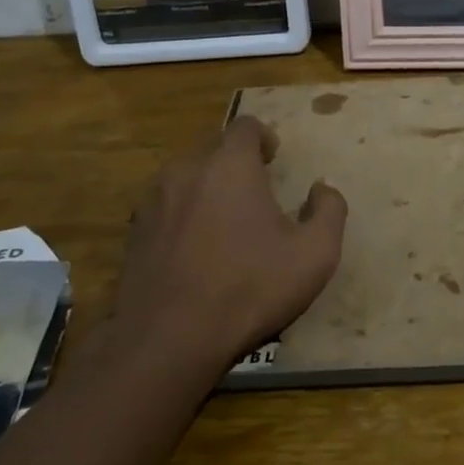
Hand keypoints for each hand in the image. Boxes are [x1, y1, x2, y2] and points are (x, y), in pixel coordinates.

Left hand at [107, 117, 346, 371]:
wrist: (167, 339)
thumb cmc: (249, 288)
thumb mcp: (315, 254)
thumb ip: (329, 210)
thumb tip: (322, 189)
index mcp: (230, 165)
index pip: (245, 126)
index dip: (264, 137)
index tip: (274, 159)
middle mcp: (187, 170)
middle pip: (213, 147)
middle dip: (235, 161)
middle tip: (255, 191)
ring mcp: (154, 200)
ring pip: (186, 175)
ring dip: (207, 186)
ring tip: (224, 219)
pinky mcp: (134, 231)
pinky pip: (165, 205)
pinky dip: (182, 213)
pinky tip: (194, 247)